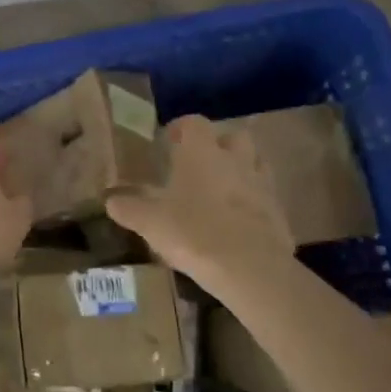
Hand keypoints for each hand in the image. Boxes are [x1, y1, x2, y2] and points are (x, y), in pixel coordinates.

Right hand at [106, 115, 293, 294]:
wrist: (250, 269)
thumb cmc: (194, 233)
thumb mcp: (150, 223)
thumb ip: (129, 209)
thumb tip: (111, 201)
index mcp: (202, 153)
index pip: (194, 122)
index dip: (181, 128)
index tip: (169, 142)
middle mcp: (235, 159)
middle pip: (233, 136)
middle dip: (218, 144)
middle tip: (199, 164)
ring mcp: (262, 184)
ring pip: (254, 163)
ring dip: (240, 169)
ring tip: (221, 190)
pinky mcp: (279, 212)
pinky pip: (266, 196)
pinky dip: (254, 202)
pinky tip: (239, 221)